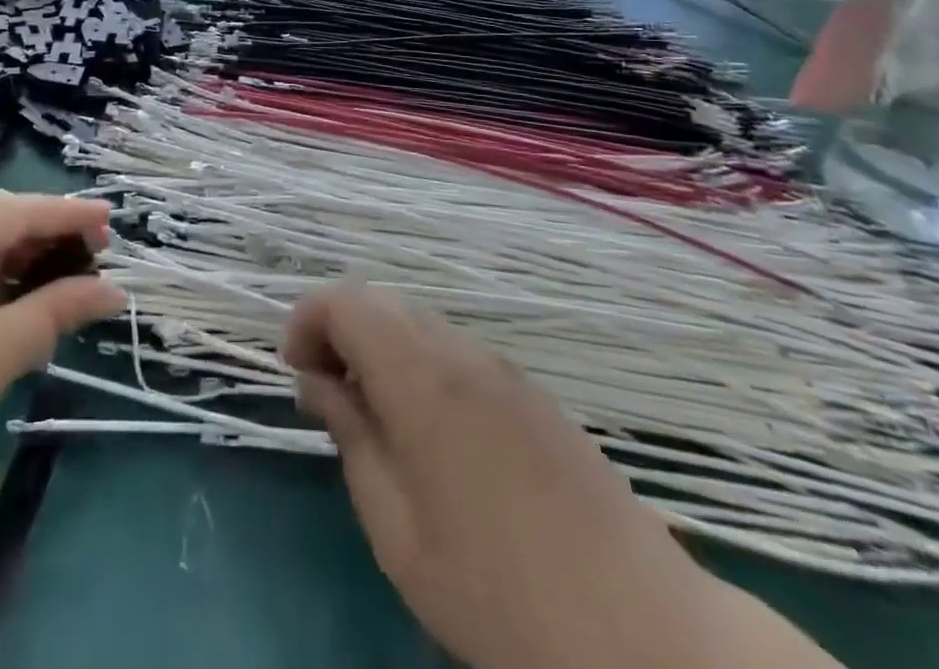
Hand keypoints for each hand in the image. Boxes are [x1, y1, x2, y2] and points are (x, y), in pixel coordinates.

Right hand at [285, 288, 829, 668]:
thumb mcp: (398, 530)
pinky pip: (458, 352)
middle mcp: (462, 354)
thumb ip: (352, 438)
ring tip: (371, 412)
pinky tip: (429, 429)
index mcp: (423, 378)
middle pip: (383, 302)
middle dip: (340, 329)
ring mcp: (503, 370)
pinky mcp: (533, 395)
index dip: (308, 320)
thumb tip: (318, 381)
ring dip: (381, 346)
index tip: (295, 371)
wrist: (643, 636)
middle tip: (326, 390)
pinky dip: (421, 363)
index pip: (347, 302)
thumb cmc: (497, 590)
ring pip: (421, 324)